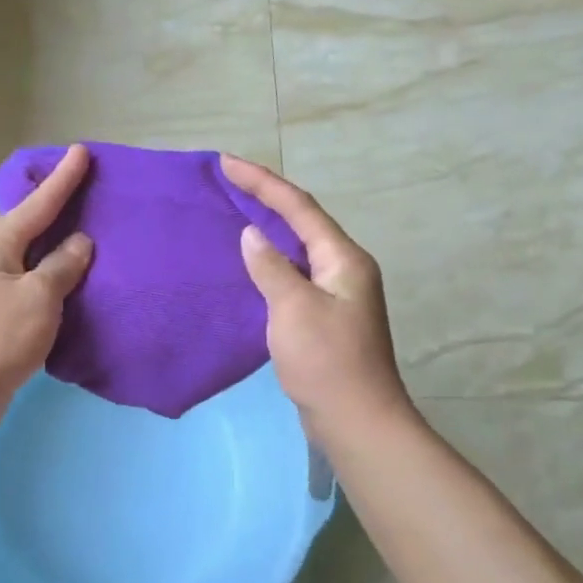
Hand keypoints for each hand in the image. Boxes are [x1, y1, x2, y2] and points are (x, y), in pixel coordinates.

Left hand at [0, 144, 93, 430]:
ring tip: (83, 235)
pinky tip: (65, 283)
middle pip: (26, 225)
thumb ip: (62, 266)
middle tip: (85, 192)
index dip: (63, 179)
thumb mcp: (39, 298)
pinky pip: (24, 284)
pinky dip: (46, 278)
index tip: (80, 151)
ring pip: (25, 257)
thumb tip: (79, 242)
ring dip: (51, 247)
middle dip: (54, 208)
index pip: (37, 203)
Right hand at [220, 154, 411, 432]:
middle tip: (228, 182)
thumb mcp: (293, 309)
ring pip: (298, 249)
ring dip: (268, 228)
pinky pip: (293, 275)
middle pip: (302, 222)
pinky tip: (250, 266)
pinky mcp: (325, 317)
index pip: (299, 207)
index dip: (263, 182)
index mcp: (343, 259)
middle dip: (266, 198)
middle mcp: (344, 268)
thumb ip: (271, 267)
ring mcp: (336, 294)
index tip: (227, 163)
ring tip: (234, 213)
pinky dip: (270, 262)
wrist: (355, 419)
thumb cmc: (326, 361)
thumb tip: (252, 235)